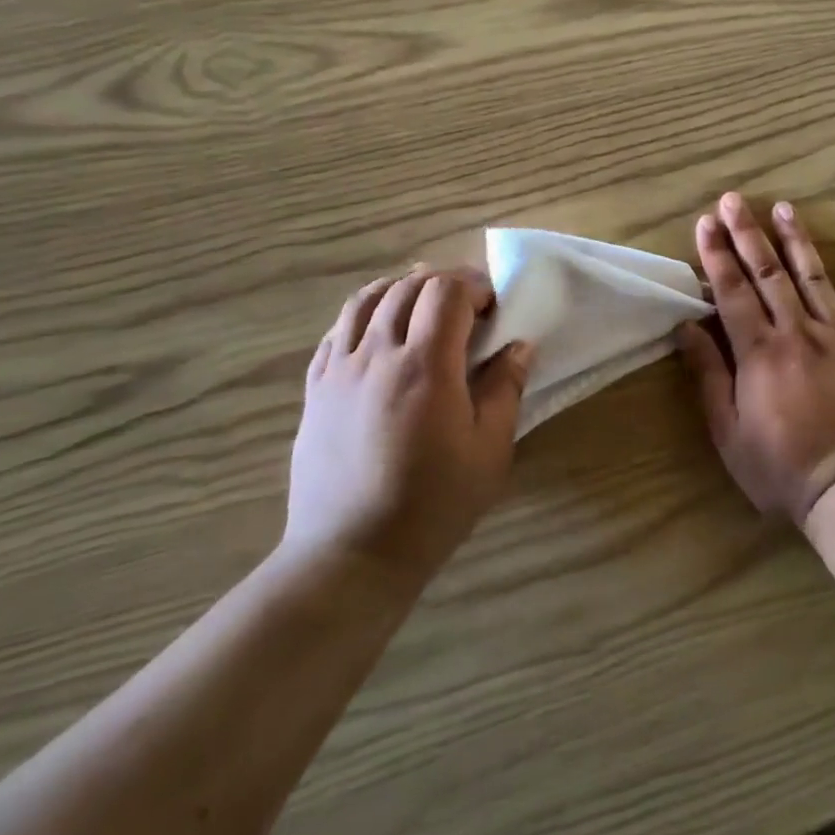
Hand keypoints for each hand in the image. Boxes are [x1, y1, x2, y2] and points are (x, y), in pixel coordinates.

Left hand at [286, 268, 533, 584]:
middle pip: (406, 287)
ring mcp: (338, 370)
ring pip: (365, 300)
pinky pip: (336, 332)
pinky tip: (379, 334)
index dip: (473, 286)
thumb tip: (519, 346)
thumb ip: (505, 389)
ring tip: (422, 305)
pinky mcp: (315, 390)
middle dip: (442, 282)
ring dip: (399, 289)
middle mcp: (377, 355)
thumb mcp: (489, 451)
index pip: (445, 293)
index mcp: (425, 367)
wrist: (352, 553)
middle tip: (467, 304)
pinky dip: (364, 315)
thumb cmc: (434, 505)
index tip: (493, 307)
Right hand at [676, 194, 834, 525]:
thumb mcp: (729, 432)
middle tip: (734, 200)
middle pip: (768, 274)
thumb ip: (709, 377)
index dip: (716, 255)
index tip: (705, 223)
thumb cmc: (783, 468)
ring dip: (796, 241)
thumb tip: (688, 328)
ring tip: (783, 207)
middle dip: (748, 234)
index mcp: (759, 353)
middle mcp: (797, 333)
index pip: (732, 292)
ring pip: (813, 278)